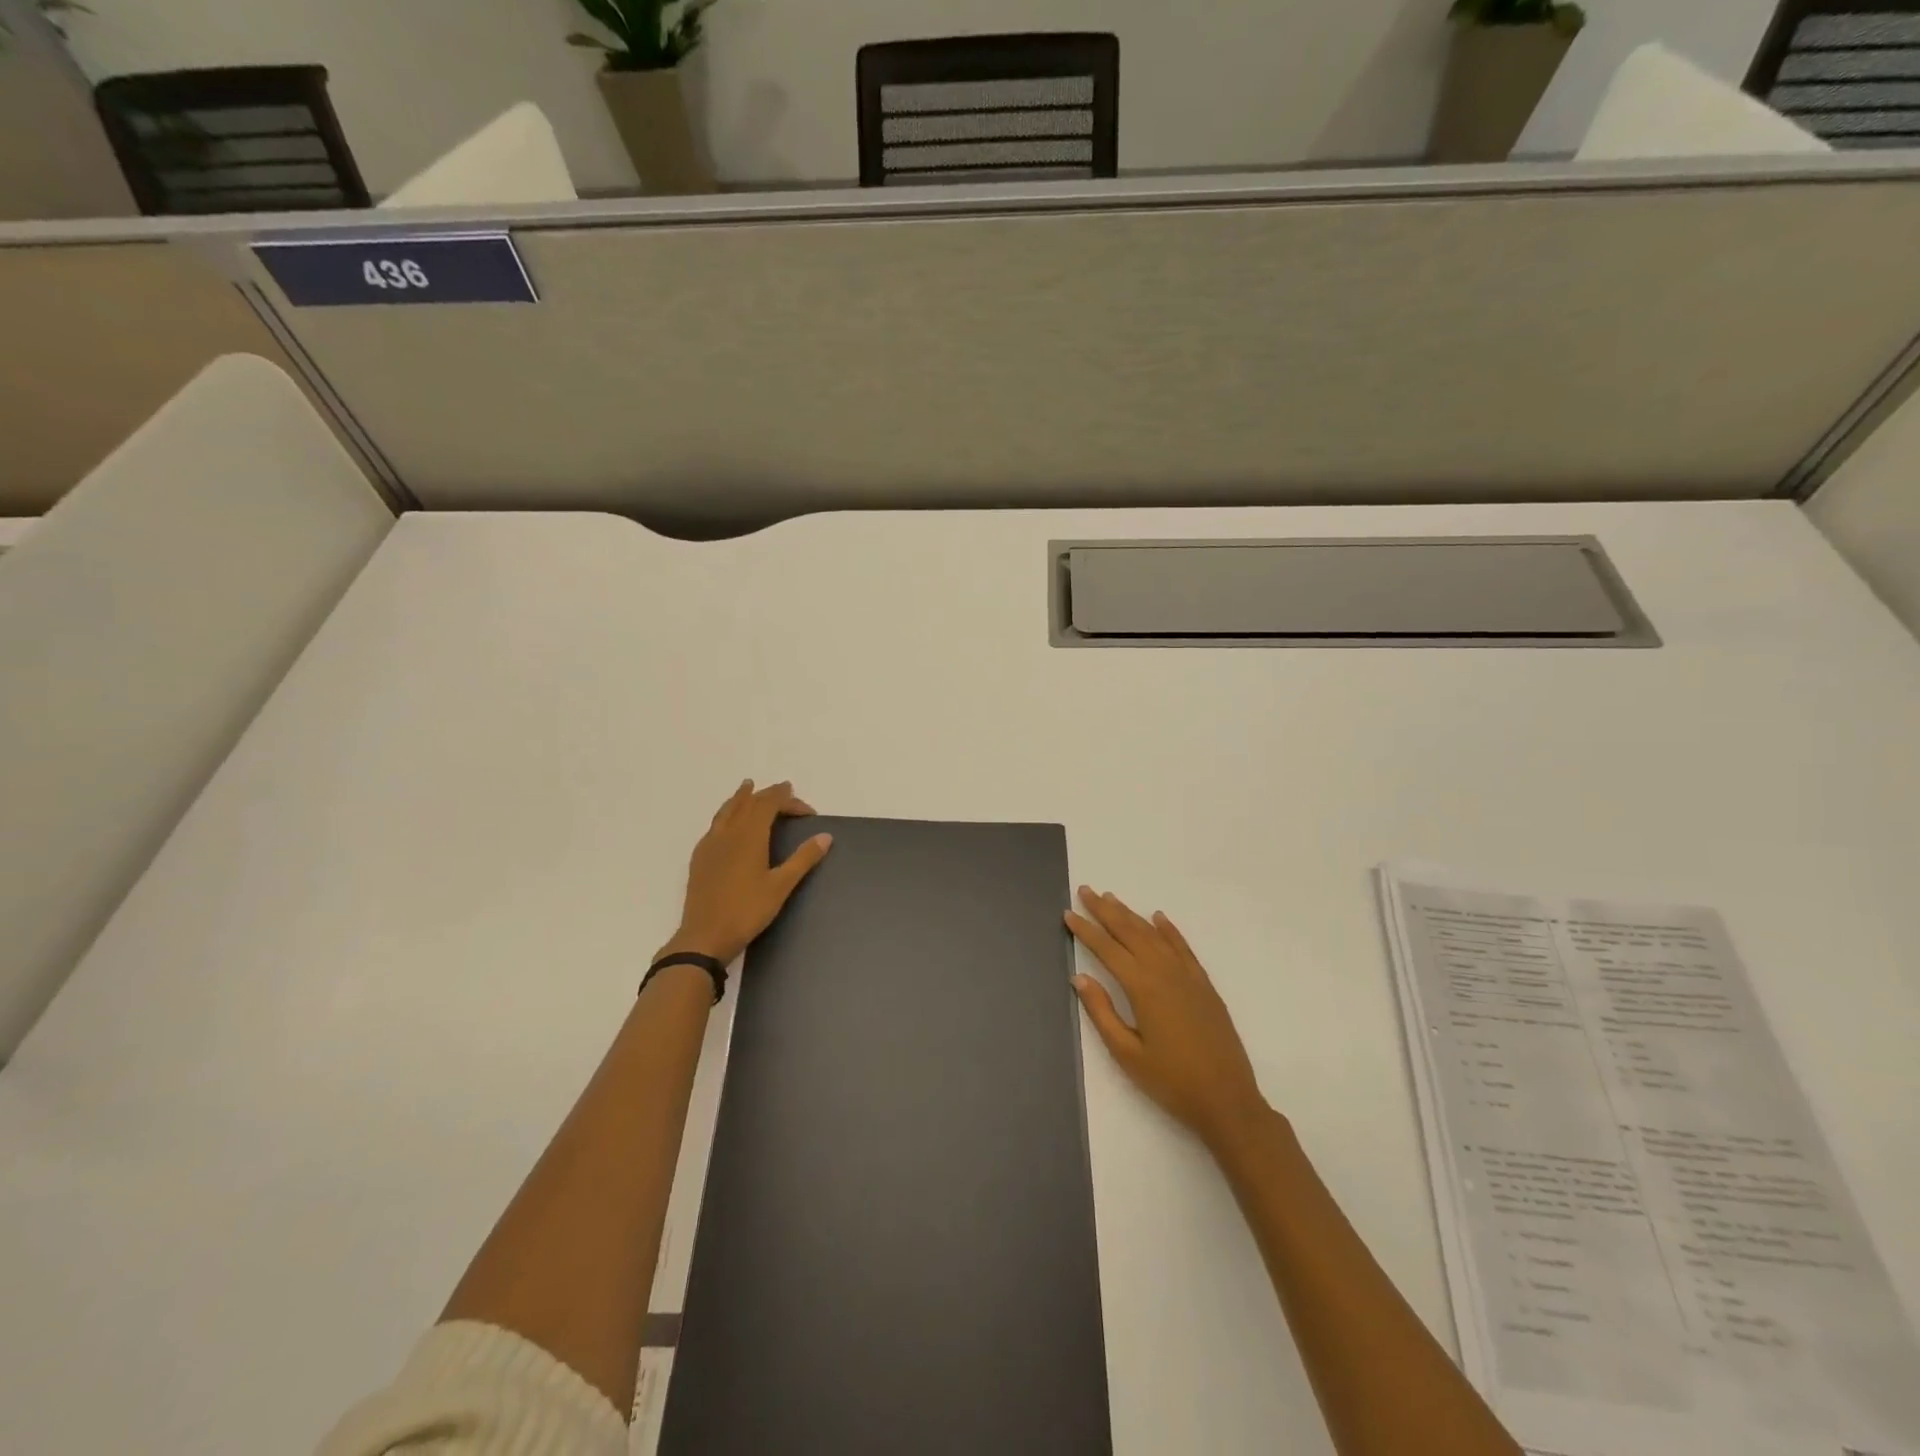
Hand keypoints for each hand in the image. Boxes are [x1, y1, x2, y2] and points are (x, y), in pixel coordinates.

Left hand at [663, 780, 831, 965]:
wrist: (704, 936)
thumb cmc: (747, 911)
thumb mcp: (781, 886)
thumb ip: (803, 859)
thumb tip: (825, 836)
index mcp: (749, 835)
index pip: (769, 804)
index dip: (788, 800)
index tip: (808, 811)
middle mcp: (728, 832)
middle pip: (748, 803)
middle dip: (768, 795)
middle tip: (785, 791)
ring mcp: (710, 844)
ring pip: (727, 810)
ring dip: (741, 797)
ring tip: (748, 786)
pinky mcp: (700, 857)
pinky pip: (715, 824)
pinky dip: (726, 813)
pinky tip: (727, 823)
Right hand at [1066, 888, 1269, 1149]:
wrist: (1227, 1100)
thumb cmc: (1171, 1082)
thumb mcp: (1127, 1054)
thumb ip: (1102, 1012)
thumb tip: (1079, 977)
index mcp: (1143, 988)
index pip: (1107, 950)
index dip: (1086, 930)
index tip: (1068, 913)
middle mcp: (1165, 972)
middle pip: (1130, 932)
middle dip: (1105, 911)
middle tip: (1086, 891)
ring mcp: (1188, 976)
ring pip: (1154, 935)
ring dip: (1131, 915)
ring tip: (1112, 898)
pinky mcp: (1204, 985)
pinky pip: (1183, 948)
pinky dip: (1169, 930)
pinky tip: (1159, 918)